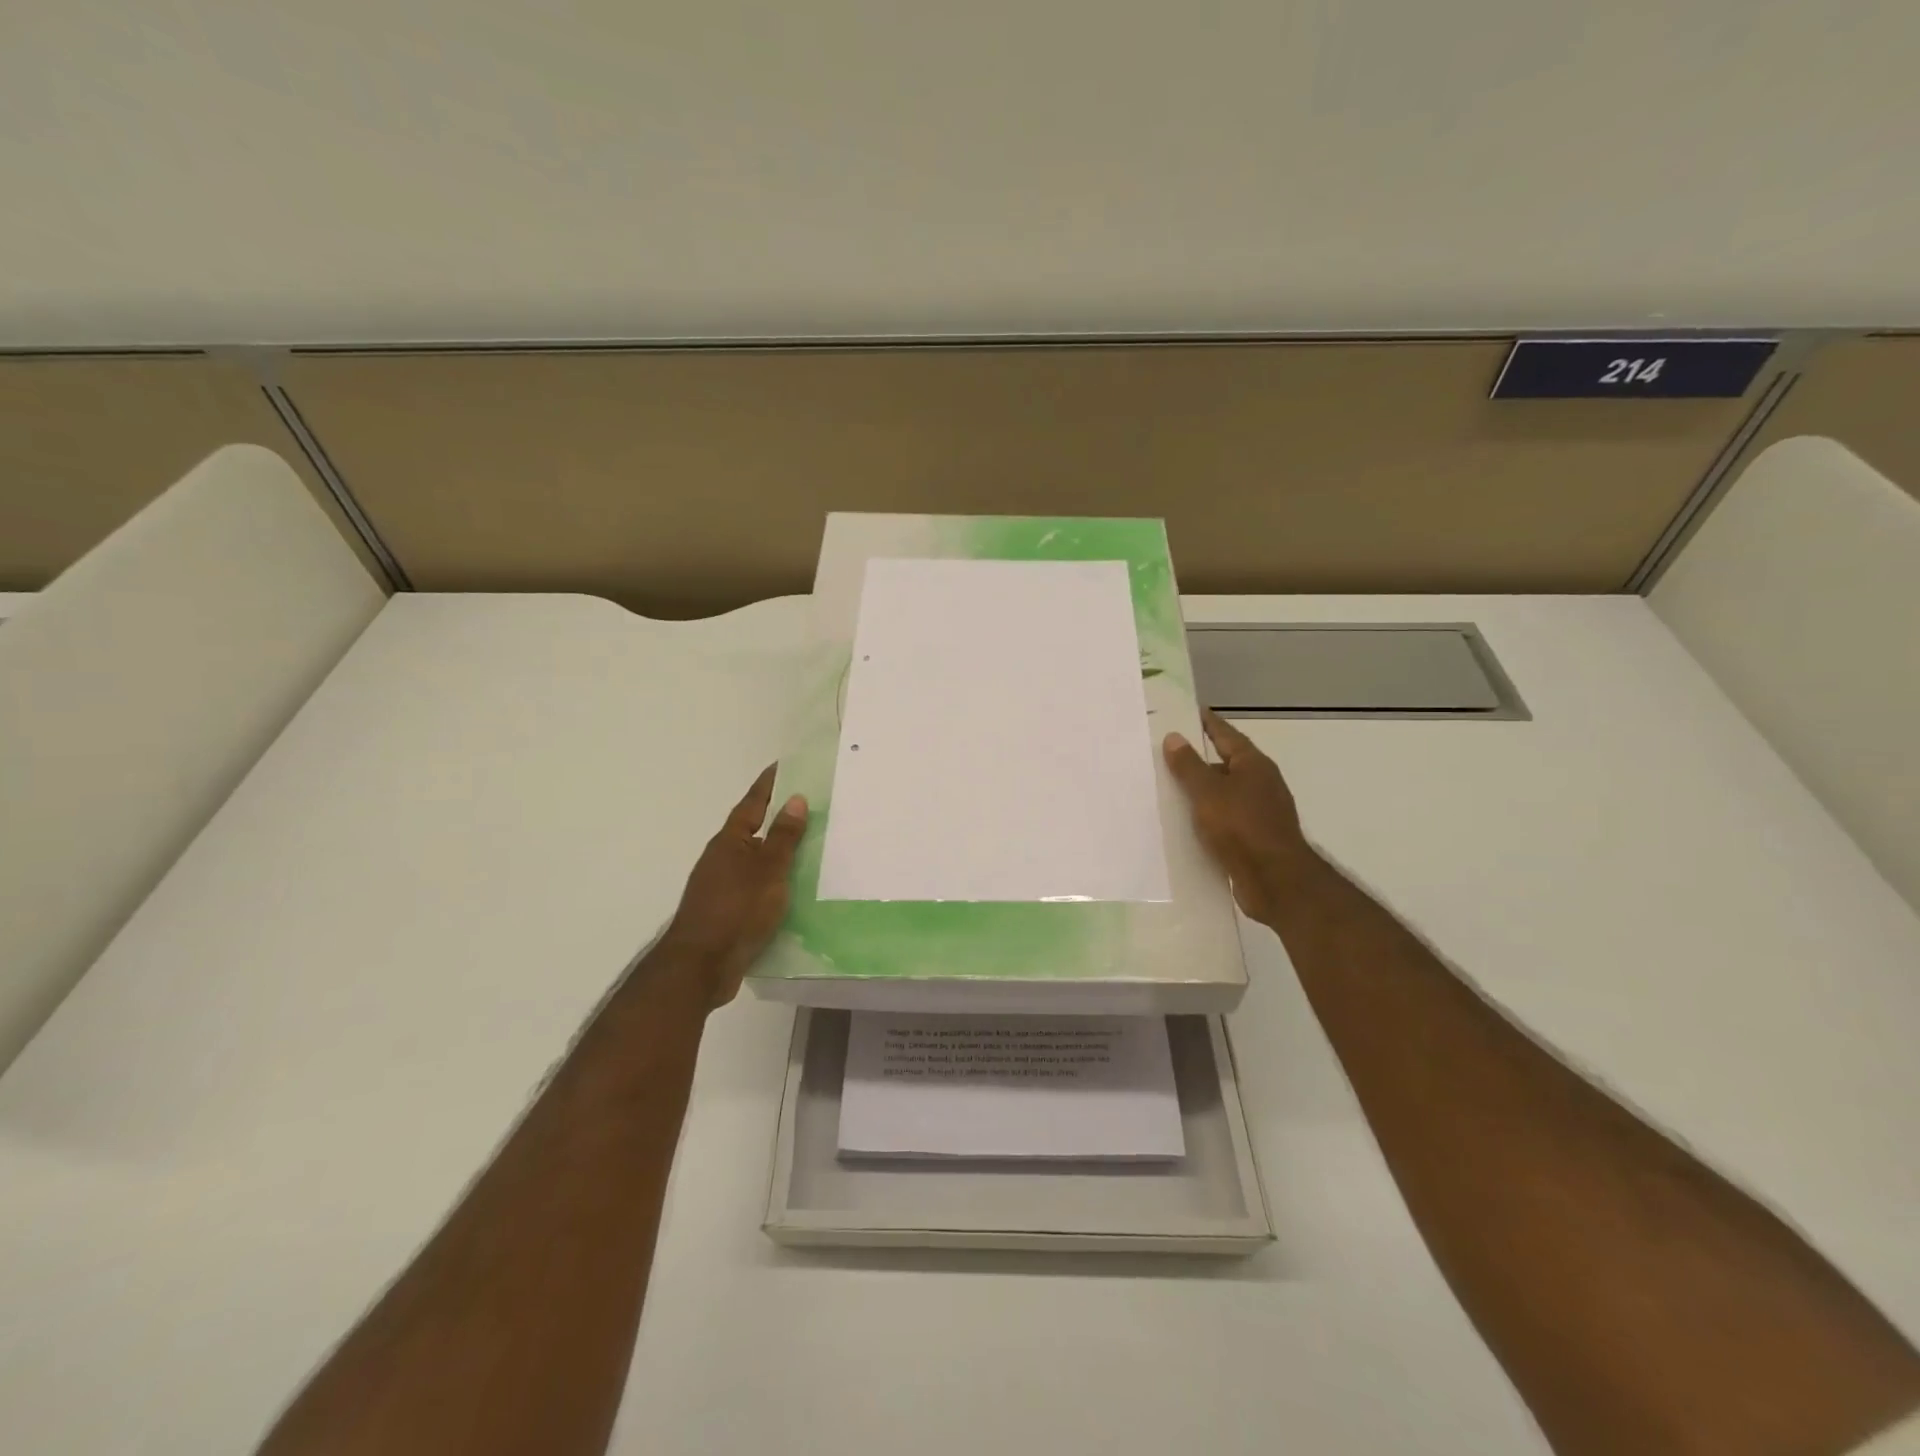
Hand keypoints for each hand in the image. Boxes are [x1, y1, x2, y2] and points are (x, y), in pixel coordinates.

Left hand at [658, 766, 807, 1007]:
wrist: (701, 966)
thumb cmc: (736, 909)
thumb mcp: (768, 869)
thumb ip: (783, 836)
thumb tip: (795, 799)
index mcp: (730, 843)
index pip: (752, 804)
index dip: (767, 785)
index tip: (782, 766)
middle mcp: (722, 860)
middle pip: (752, 832)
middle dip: (776, 820)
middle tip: (808, 808)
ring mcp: (722, 888)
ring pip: (755, 863)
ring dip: (777, 855)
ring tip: (810, 850)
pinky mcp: (728, 914)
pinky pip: (757, 889)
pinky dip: (775, 884)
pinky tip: (793, 892)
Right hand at [1163, 710, 1313, 928]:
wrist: (1275, 881)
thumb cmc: (1242, 828)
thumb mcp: (1208, 792)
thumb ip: (1189, 766)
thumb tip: (1174, 737)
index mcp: (1254, 765)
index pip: (1226, 735)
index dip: (1208, 723)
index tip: (1189, 712)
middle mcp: (1260, 784)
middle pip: (1225, 763)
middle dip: (1199, 758)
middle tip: (1167, 751)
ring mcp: (1260, 812)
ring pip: (1224, 793)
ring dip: (1201, 790)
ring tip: (1168, 787)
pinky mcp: (1255, 838)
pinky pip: (1225, 818)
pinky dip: (1206, 816)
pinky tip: (1185, 823)